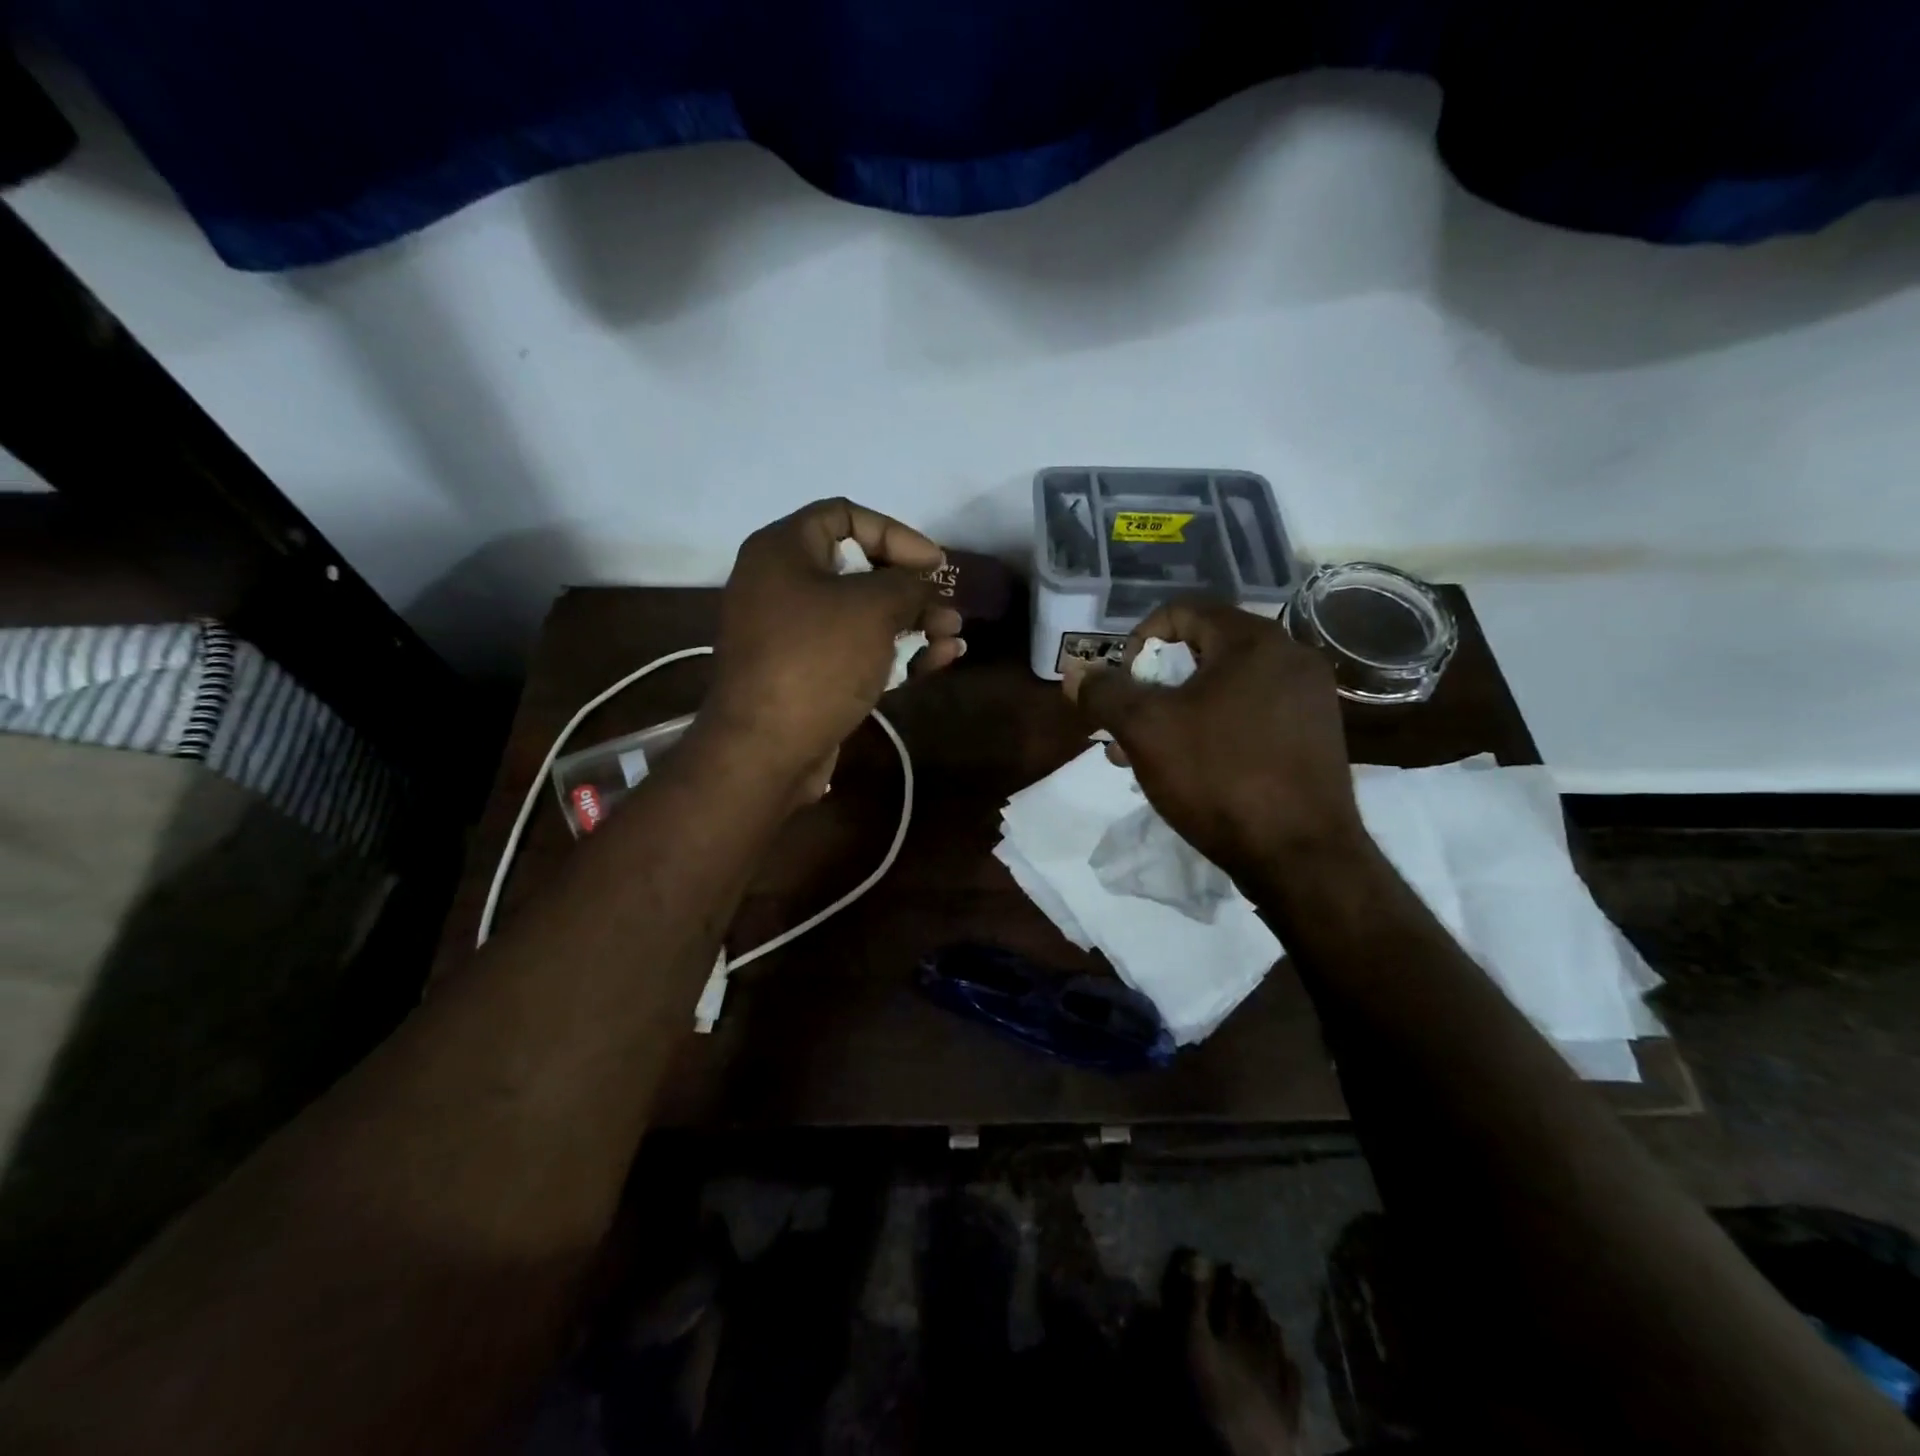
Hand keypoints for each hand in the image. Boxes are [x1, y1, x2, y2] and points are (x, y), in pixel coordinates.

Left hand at [705, 499, 964, 780]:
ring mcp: (793, 634)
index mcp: (783, 551)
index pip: (844, 515)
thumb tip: (921, 587)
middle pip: (858, 569)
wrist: (766, 749)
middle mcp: (782, 585)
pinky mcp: (807, 674)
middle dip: (911, 588)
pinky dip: (895, 652)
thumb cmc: (817, 660)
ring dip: (913, 622)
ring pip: (862, 615)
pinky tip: (940, 659)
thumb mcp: (872, 608)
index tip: (933, 563)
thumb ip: (906, 585)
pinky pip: (856, 651)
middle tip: (947, 602)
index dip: (895, 533)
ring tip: (954, 634)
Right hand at [1064, 599, 1364, 880]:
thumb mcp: (1146, 730)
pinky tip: (1191, 770)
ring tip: (1144, 755)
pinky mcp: (1315, 738)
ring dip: (1177, 711)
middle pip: (1202, 652)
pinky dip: (1213, 729)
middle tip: (1125, 725)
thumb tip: (1075, 672)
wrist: (1301, 858)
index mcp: (1254, 641)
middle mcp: (1291, 658)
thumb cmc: (1219, 778)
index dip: (1138, 641)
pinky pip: (1251, 715)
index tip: (1121, 684)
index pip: (1182, 612)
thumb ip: (1105, 693)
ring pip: (1224, 689)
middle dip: (1153, 686)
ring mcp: (1309, 700)